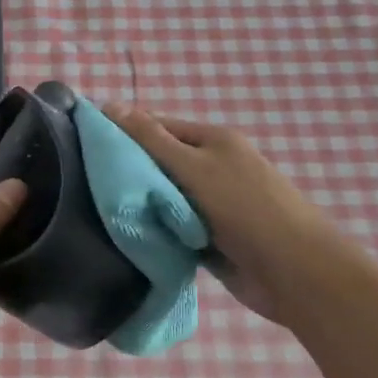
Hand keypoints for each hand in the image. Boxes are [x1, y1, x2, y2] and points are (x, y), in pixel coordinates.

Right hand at [104, 105, 346, 327]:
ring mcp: (213, 204)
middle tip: (84, 182)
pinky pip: (173, 227)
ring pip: (164, 198)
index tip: (85, 145)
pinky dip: (156, 230)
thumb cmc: (243, 209)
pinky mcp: (210, 238)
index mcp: (213, 140)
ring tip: (97, 209)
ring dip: (141, 205)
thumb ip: (150, 139)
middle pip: (159, 163)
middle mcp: (213, 167)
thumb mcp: (193, 166)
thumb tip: (109, 104)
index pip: (157, 126)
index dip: (123, 132)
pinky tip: (126, 235)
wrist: (293, 273)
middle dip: (129, 172)